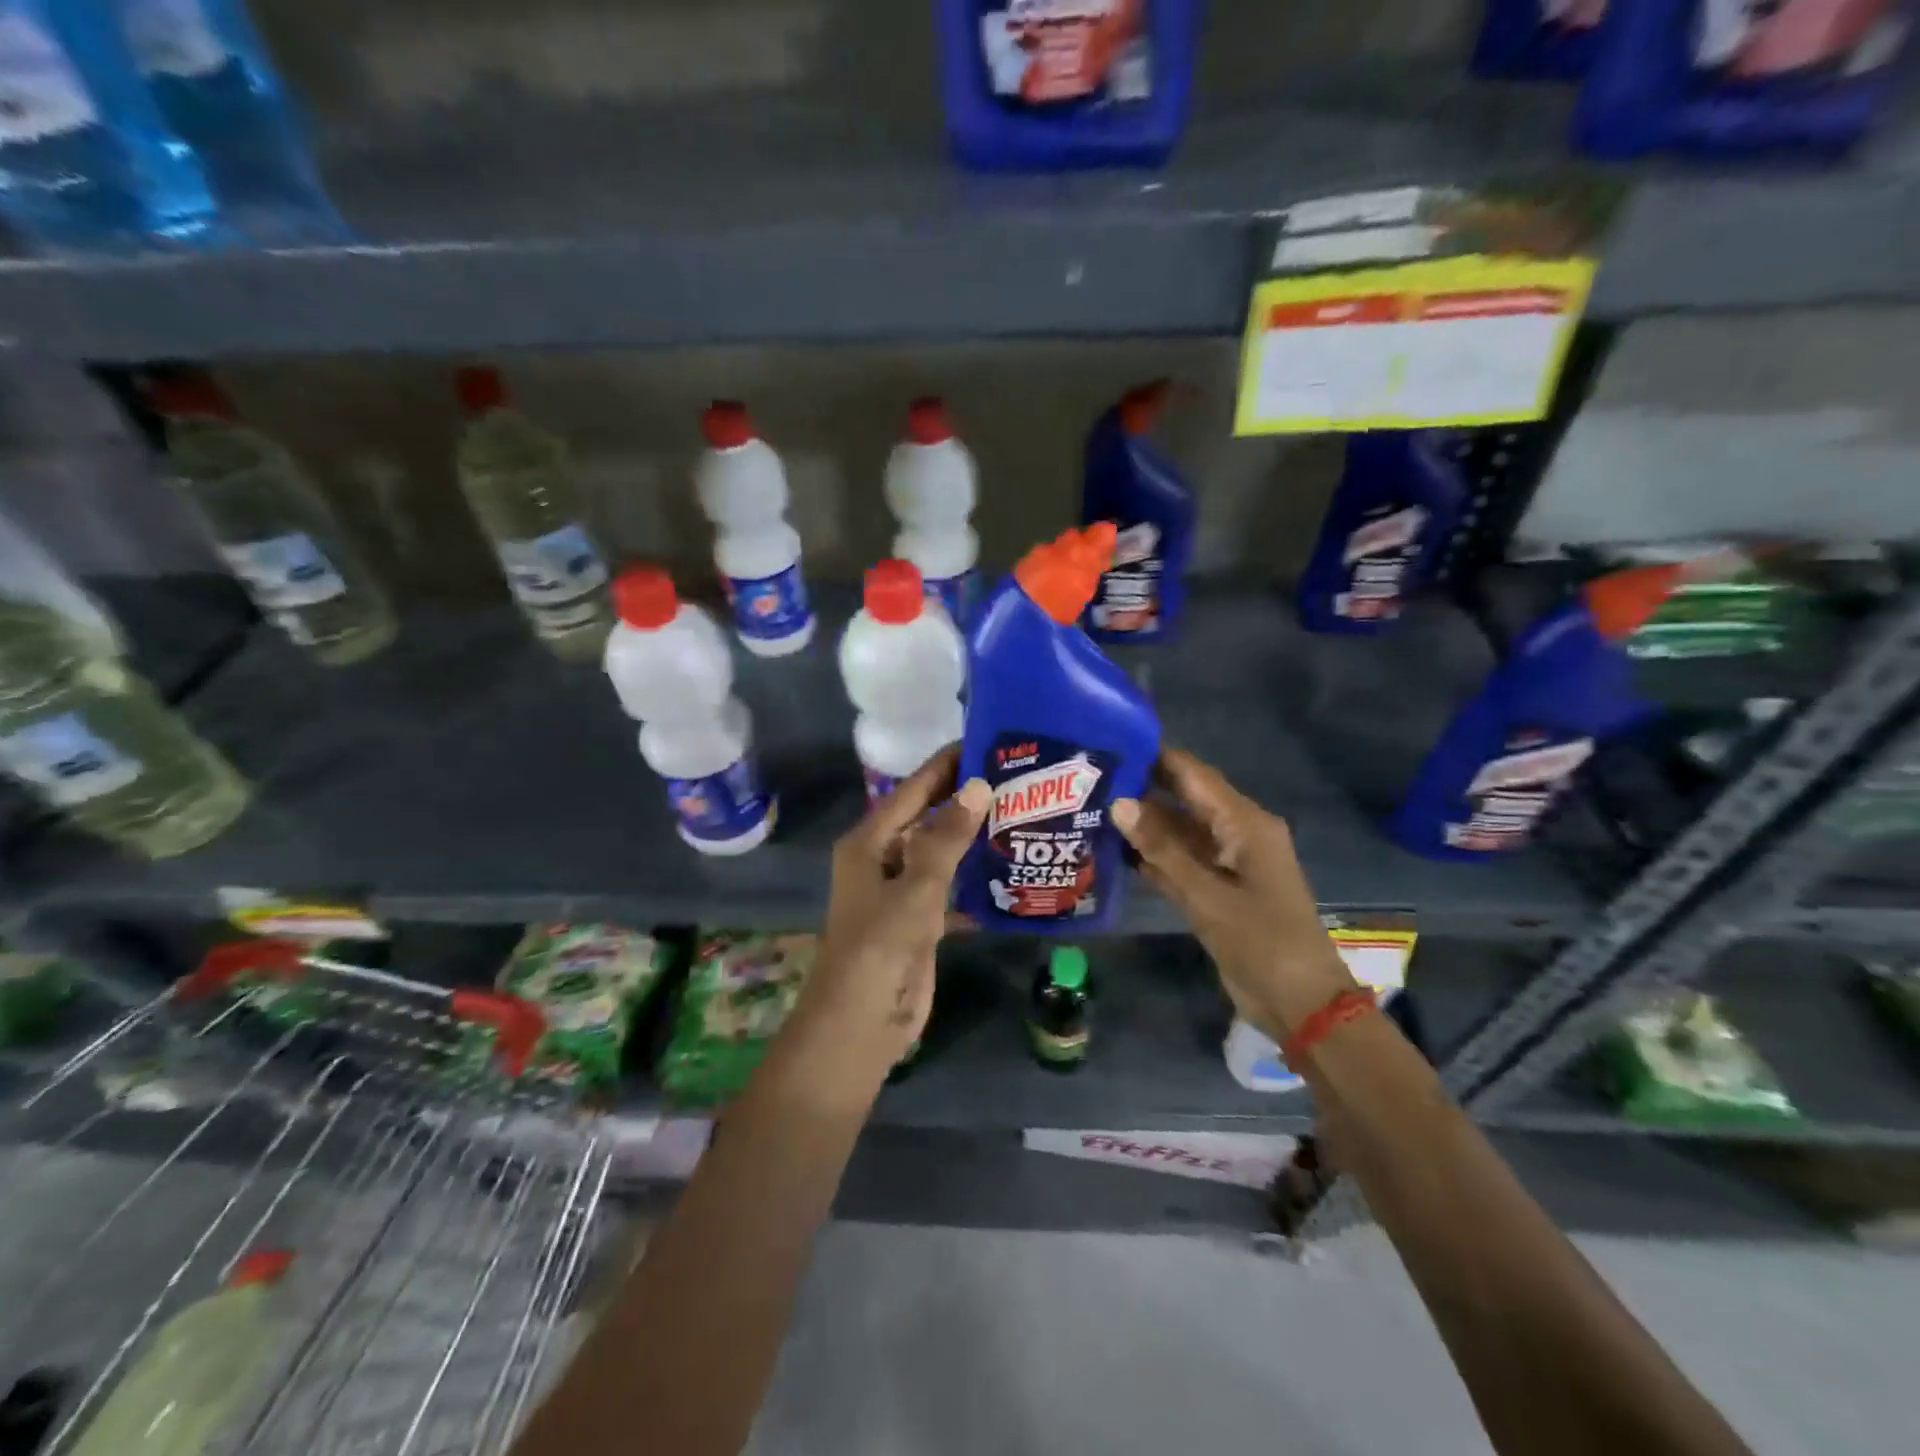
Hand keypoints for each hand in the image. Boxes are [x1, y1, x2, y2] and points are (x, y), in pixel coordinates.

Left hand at [789, 747, 987, 1092]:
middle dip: (965, 798)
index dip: (947, 765)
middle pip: (928, 817)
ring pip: (941, 853)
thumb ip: (947, 838)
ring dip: (972, 838)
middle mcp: (883, 859)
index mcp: (870, 842)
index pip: (913, 789)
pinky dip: (974, 881)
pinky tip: (1010, 871)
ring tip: (1020, 814)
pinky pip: (950, 888)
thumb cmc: (880, 948)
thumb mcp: (916, 888)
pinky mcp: (919, 921)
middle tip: (1015, 776)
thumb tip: (978, 785)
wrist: (861, 1025)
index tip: (986, 741)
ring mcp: (901, 891)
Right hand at [1112, 747, 1355, 1042]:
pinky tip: (1113, 851)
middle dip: (1142, 788)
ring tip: (1092, 808)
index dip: (1156, 756)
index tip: (1111, 742)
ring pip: (1178, 832)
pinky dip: (1152, 856)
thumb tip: (1119, 803)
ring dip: (1143, 825)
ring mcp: (1225, 863)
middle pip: (1184, 800)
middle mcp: (1235, 834)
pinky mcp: (1216, 890)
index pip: (1194, 775)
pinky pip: (1179, 861)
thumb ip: (1162, 849)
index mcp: (1245, 824)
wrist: (1299, 1003)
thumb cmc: (1261, 941)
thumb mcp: (1207, 894)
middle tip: (1090, 777)